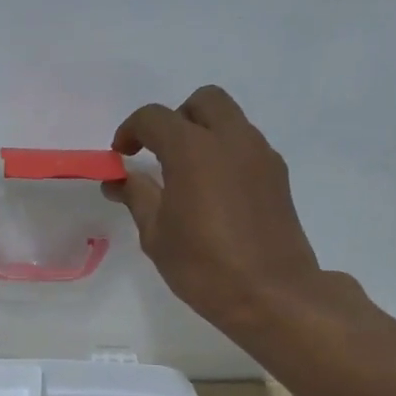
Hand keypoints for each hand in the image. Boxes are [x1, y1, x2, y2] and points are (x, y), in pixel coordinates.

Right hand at [106, 86, 338, 339]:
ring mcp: (260, 154)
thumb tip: (118, 180)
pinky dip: (225, 154)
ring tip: (186, 176)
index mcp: (193, 149)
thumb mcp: (156, 235)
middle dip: (175, 119)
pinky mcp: (278, 175)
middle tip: (159, 154)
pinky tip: (214, 193)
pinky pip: (246, 146)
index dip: (131, 131)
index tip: (121, 155)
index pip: (154, 118)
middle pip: (202, 101)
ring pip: (229, 120)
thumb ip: (137, 197)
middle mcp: (231, 139)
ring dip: (203, 134)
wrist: (271, 294)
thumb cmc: (204, 266)